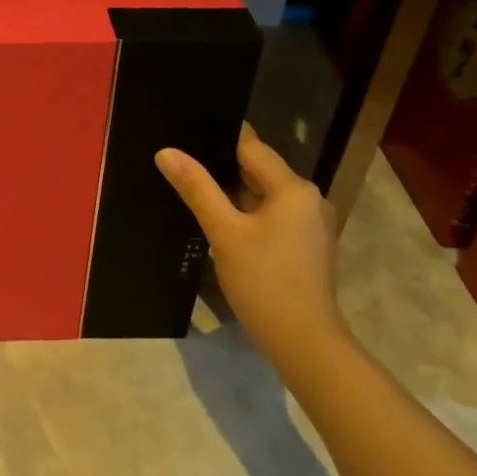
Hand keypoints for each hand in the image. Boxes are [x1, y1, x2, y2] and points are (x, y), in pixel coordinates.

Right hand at [155, 124, 348, 363]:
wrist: (303, 342)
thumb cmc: (264, 281)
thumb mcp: (224, 232)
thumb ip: (197, 188)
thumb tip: (166, 152)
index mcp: (293, 188)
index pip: (252, 148)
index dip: (219, 139)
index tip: (187, 133)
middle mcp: (308, 199)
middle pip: (259, 171)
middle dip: (222, 167)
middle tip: (182, 163)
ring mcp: (309, 224)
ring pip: (264, 196)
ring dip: (233, 194)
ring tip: (194, 189)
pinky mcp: (304, 246)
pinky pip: (271, 217)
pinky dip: (247, 215)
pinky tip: (219, 222)